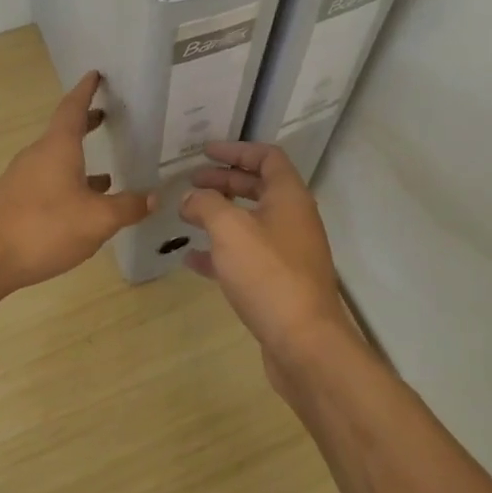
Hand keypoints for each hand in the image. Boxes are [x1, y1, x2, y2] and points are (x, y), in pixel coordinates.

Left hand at [0, 71, 153, 294]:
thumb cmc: (44, 227)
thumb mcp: (97, 220)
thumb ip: (127, 207)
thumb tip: (153, 197)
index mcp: (58, 148)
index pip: (73, 108)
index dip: (86, 91)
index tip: (95, 75)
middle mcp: (37, 156)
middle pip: (63, 132)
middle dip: (85, 124)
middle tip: (106, 117)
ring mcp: (21, 179)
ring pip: (56, 160)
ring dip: (79, 160)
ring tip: (106, 174)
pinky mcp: (14, 202)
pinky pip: (47, 183)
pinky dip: (68, 184)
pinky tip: (80, 208)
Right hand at [178, 143, 363, 384]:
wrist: (304, 342)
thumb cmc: (268, 274)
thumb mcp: (230, 229)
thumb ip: (206, 204)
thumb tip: (191, 198)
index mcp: (289, 197)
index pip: (267, 157)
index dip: (237, 150)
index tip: (205, 152)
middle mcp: (293, 219)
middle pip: (258, 188)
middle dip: (224, 182)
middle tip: (191, 182)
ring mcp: (289, 252)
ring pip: (251, 223)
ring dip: (220, 215)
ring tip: (187, 216)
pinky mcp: (279, 283)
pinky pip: (247, 256)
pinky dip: (221, 251)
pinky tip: (193, 258)